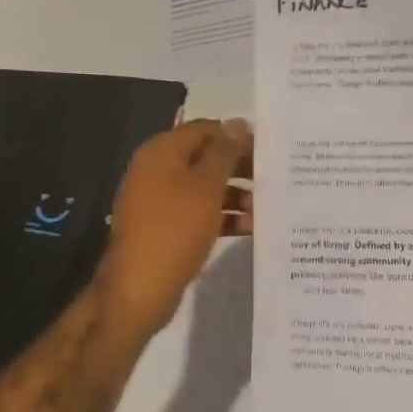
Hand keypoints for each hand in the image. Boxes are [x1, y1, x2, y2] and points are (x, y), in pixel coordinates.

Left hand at [95, 118, 253, 336]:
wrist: (139, 289)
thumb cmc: (175, 229)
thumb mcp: (206, 187)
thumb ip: (224, 153)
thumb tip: (238, 123)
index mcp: (162, 152)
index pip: (204, 129)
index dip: (236, 136)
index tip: (269, 148)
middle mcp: (157, 170)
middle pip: (204, 158)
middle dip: (238, 167)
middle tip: (273, 177)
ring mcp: (159, 200)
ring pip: (204, 187)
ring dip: (235, 195)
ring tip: (266, 208)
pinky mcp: (165, 227)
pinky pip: (198, 212)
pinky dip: (222, 216)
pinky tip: (250, 228)